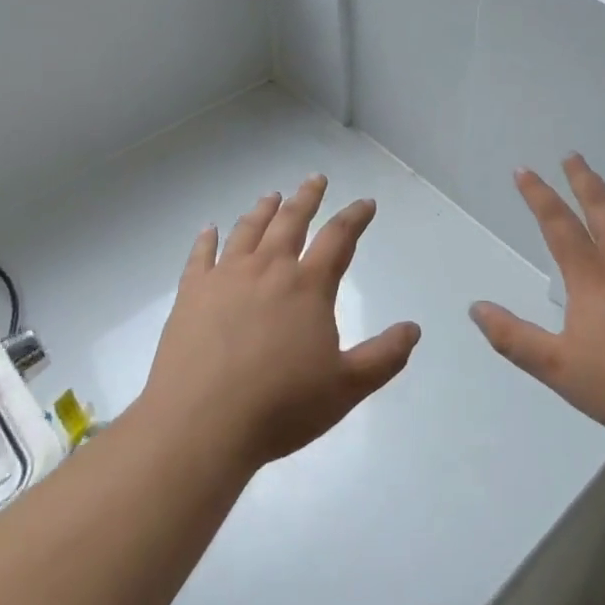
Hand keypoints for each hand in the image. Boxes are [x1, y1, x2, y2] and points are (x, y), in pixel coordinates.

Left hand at [140, 174, 420, 470]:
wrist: (200, 425)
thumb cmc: (280, 406)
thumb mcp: (346, 388)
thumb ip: (384, 356)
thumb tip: (413, 329)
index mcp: (308, 286)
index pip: (339, 238)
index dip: (355, 217)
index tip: (366, 203)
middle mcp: (269, 269)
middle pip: (291, 221)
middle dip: (307, 198)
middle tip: (316, 179)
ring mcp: (226, 277)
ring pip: (248, 230)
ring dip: (263, 210)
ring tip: (272, 196)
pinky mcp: (191, 294)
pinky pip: (200, 256)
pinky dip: (207, 239)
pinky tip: (209, 229)